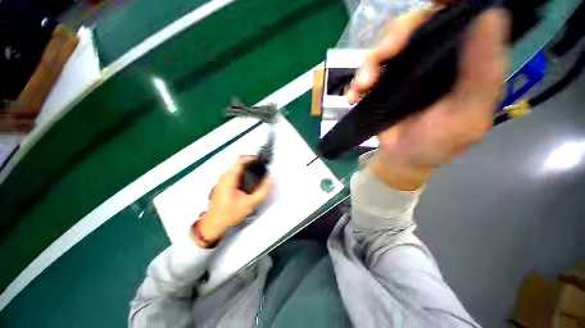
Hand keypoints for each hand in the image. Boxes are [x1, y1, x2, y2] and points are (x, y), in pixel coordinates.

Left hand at [193, 157, 272, 246]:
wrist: (213, 225)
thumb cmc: (229, 214)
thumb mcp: (250, 204)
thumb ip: (262, 191)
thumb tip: (271, 180)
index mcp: (229, 178)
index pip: (240, 160)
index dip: (252, 158)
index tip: (262, 161)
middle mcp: (224, 176)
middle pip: (239, 163)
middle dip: (251, 164)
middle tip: (262, 169)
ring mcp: (222, 180)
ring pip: (236, 168)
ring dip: (247, 169)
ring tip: (257, 175)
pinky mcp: (222, 184)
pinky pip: (234, 174)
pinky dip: (243, 174)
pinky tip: (249, 182)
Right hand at [346, 9, 509, 188]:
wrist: (401, 159)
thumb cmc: (437, 143)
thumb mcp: (467, 115)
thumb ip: (483, 73)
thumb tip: (491, 15)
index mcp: (465, 62)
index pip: (461, 19)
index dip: (449, 5)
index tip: (436, 3)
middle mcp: (436, 59)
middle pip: (416, 26)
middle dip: (397, 35)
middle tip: (384, 55)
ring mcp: (406, 71)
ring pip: (388, 46)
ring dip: (370, 62)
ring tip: (362, 85)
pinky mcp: (383, 83)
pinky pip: (368, 71)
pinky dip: (357, 81)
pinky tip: (353, 96)